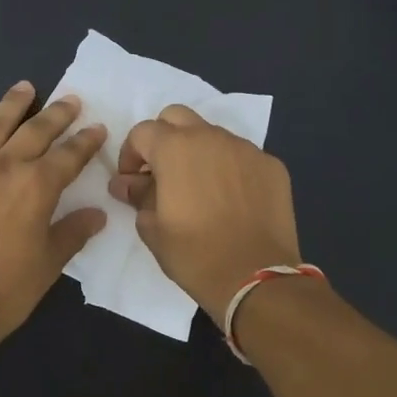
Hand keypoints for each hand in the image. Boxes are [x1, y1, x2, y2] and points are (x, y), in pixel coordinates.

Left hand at [0, 81, 107, 349]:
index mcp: (37, 186)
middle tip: (71, 100)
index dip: (86, 141)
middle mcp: (4, 167)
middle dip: (57, 114)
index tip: (98, 128)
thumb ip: (73, 232)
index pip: (70, 155)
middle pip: (36, 130)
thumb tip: (97, 213)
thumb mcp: (50, 263)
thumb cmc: (6, 290)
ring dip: (12, 105)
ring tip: (25, 88)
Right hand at [108, 105, 301, 317]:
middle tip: (162, 173)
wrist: (255, 278)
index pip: (142, 132)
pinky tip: (230, 199)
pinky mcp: (272, 165)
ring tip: (198, 188)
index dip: (131, 154)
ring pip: (212, 135)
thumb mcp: (152, 228)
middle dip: (163, 139)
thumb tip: (125, 183)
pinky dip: (229, 168)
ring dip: (198, 151)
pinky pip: (241, 155)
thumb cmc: (194, 254)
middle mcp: (211, 137)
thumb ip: (137, 196)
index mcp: (175, 148)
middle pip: (177, 117)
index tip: (132, 181)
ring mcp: (246, 149)